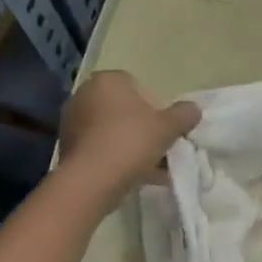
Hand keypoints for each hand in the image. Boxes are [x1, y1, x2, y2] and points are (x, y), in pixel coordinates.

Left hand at [57, 71, 200, 205]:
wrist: (91, 180)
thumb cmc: (131, 142)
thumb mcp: (169, 127)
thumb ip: (184, 114)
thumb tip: (193, 109)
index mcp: (107, 81)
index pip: (138, 87)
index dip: (157, 108)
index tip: (166, 128)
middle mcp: (85, 95)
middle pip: (125, 111)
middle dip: (144, 129)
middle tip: (161, 148)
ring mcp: (72, 122)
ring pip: (114, 132)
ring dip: (133, 146)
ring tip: (154, 169)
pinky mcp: (68, 147)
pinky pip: (102, 149)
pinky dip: (118, 159)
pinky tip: (137, 177)